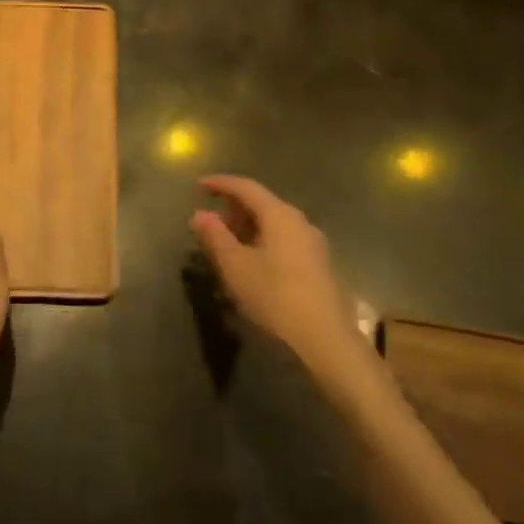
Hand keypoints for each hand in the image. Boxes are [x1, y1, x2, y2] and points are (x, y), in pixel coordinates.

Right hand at [190, 176, 374, 386]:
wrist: (325, 340)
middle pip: (262, 203)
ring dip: (248, 227)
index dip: (220, 183)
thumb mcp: (235, 266)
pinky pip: (284, 239)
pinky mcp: (319, 264)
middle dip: (233, 208)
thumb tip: (200, 214)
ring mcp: (313, 243)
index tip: (198, 185)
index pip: (246, 187)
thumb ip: (215, 236)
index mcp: (279, 215)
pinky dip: (263, 240)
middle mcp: (299, 221)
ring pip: (274, 223)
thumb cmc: (275, 296)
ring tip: (227, 244)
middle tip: (210, 222)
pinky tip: (252, 262)